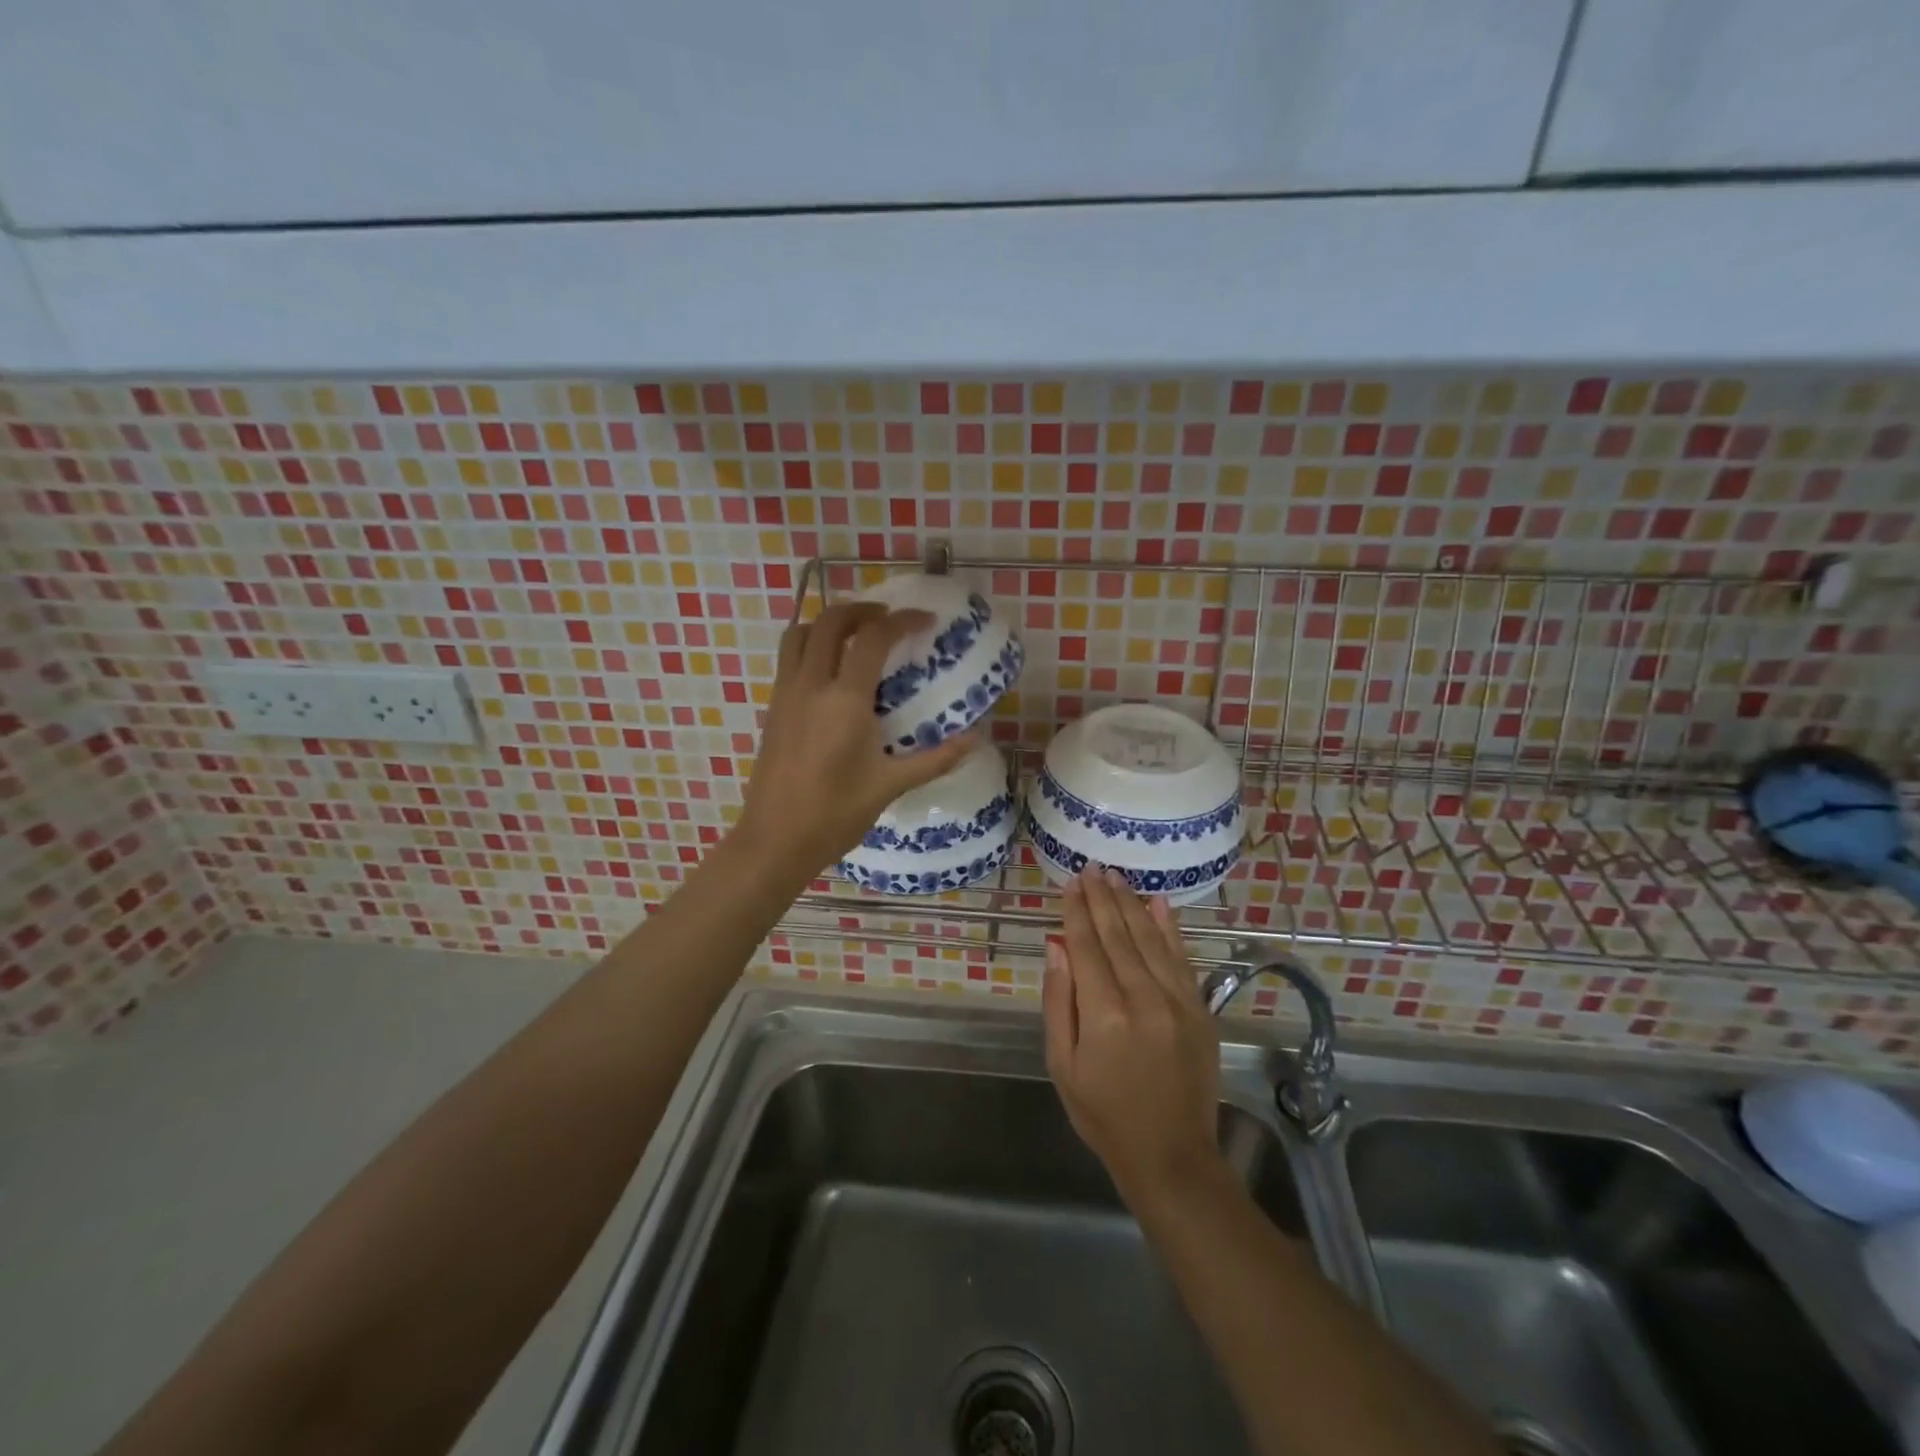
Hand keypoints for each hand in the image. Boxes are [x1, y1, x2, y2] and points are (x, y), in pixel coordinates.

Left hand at [736, 602, 976, 879]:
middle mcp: (810, 685)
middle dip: (862, 609)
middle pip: (830, 621)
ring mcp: (785, 695)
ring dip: (828, 622)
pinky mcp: (772, 709)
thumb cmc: (835, 814)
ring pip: (799, 634)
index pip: (873, 638)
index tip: (924, 620)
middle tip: (888, 618)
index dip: (901, 620)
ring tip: (855, 634)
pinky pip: (788, 659)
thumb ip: (935, 758)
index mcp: (844, 700)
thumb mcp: (890, 786)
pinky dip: (810, 645)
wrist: (775, 841)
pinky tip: (830, 671)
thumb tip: (976, 739)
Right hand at [1044, 868, 1222, 1205]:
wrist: (1171, 1156)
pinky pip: (1182, 959)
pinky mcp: (1200, 1011)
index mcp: (1104, 1015)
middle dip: (1102, 898)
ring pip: (1150, 939)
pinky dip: (1170, 928)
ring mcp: (1178, 1003)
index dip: (1077, 912)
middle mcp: (1143, 999)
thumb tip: (1056, 945)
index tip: (1071, 883)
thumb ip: (1059, 1001)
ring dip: (1131, 904)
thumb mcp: (1063, 1065)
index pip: (1087, 947)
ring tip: (1116, 877)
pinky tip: (1158, 903)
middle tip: (1091, 868)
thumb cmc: (1103, 1114)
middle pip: (1118, 935)